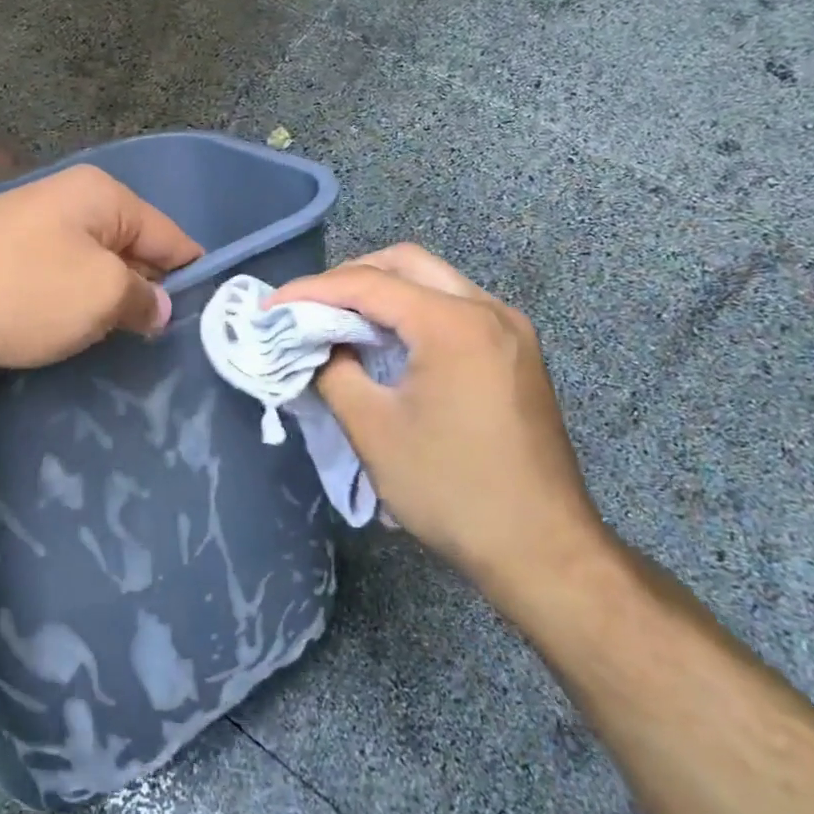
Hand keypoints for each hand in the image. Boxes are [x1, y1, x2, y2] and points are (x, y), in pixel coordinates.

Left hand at [0, 165, 201, 378]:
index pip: (170, 234)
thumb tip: (157, 305)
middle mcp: (67, 200)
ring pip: (92, 268)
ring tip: (119, 344)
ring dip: (106, 303)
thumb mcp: (100, 296)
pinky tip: (69, 335)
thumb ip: (143, 298)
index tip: (209, 318)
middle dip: (148, 291)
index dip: (192, 276)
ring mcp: (28, 227)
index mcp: (101, 195)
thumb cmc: (19, 292)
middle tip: (163, 342)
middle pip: (131, 248)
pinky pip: (55, 281)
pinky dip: (69, 307)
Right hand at [267, 245, 614, 616]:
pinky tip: (387, 342)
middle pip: (406, 263)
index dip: (311, 291)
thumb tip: (317, 345)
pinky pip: (454, 308)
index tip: (270, 308)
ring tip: (339, 321)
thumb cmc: (452, 490)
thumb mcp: (373, 430)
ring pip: (433, 281)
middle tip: (308, 307)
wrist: (544, 550)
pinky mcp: (516, 352)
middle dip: (348, 277)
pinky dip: (412, 312)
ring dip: (382, 292)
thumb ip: (334, 372)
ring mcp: (510, 329)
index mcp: (454, 324)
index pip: (368, 283)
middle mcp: (488, 310)